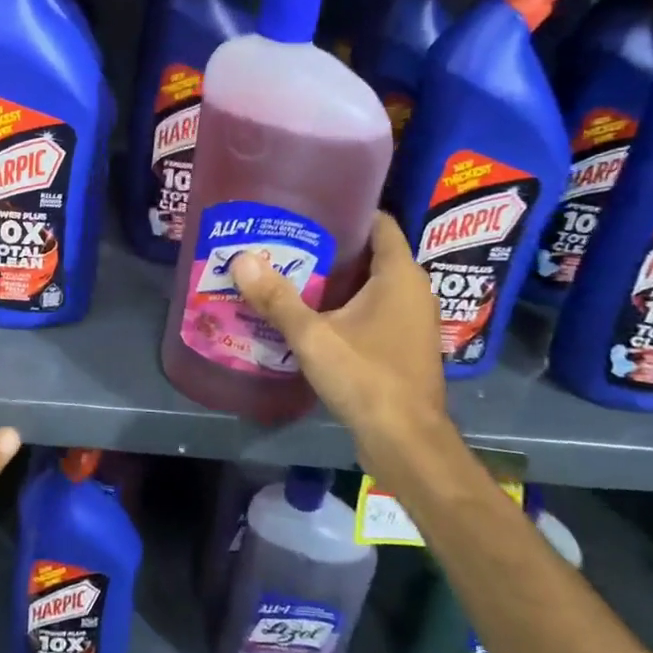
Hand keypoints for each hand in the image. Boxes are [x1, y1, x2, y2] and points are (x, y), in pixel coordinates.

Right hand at [229, 212, 447, 475]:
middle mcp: (412, 291)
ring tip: (289, 270)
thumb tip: (240, 259)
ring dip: (335, 279)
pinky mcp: (402, 346)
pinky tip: (310, 312)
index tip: (307, 206)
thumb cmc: (368, 379)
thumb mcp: (315, 337)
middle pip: (370, 252)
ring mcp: (410, 320)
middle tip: (285, 238)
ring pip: (370, 284)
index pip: (378, 222)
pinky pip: (373, 310)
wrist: (407, 445)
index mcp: (400, 275)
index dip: (346, 209)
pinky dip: (345, 305)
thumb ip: (277, 298)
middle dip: (330, 245)